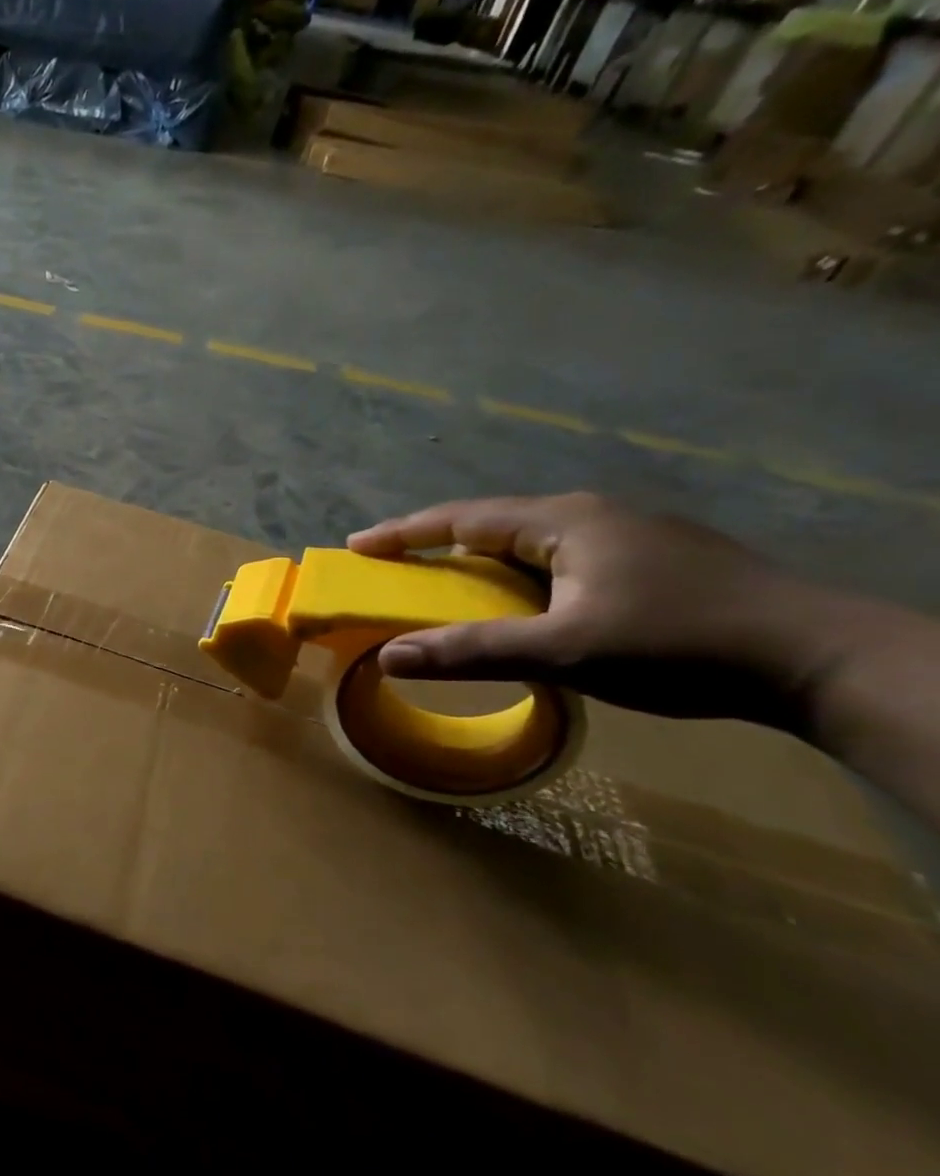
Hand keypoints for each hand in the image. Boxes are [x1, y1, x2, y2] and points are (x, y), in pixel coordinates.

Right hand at [346, 493, 849, 730]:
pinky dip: (519, 578)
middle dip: (436, 545)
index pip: (462, 518)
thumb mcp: (564, 651)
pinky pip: (560, 560)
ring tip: (446, 587)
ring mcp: (628, 537)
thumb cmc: (678, 643)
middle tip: (393, 568)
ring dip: (480, 563)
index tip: (357, 545)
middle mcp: (592, 516)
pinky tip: (522, 603)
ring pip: (529, 544)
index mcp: (564, 522)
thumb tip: (389, 657)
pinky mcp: (652, 562)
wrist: (818, 660)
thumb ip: (473, 652)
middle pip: (493, 524)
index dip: (404, 533)